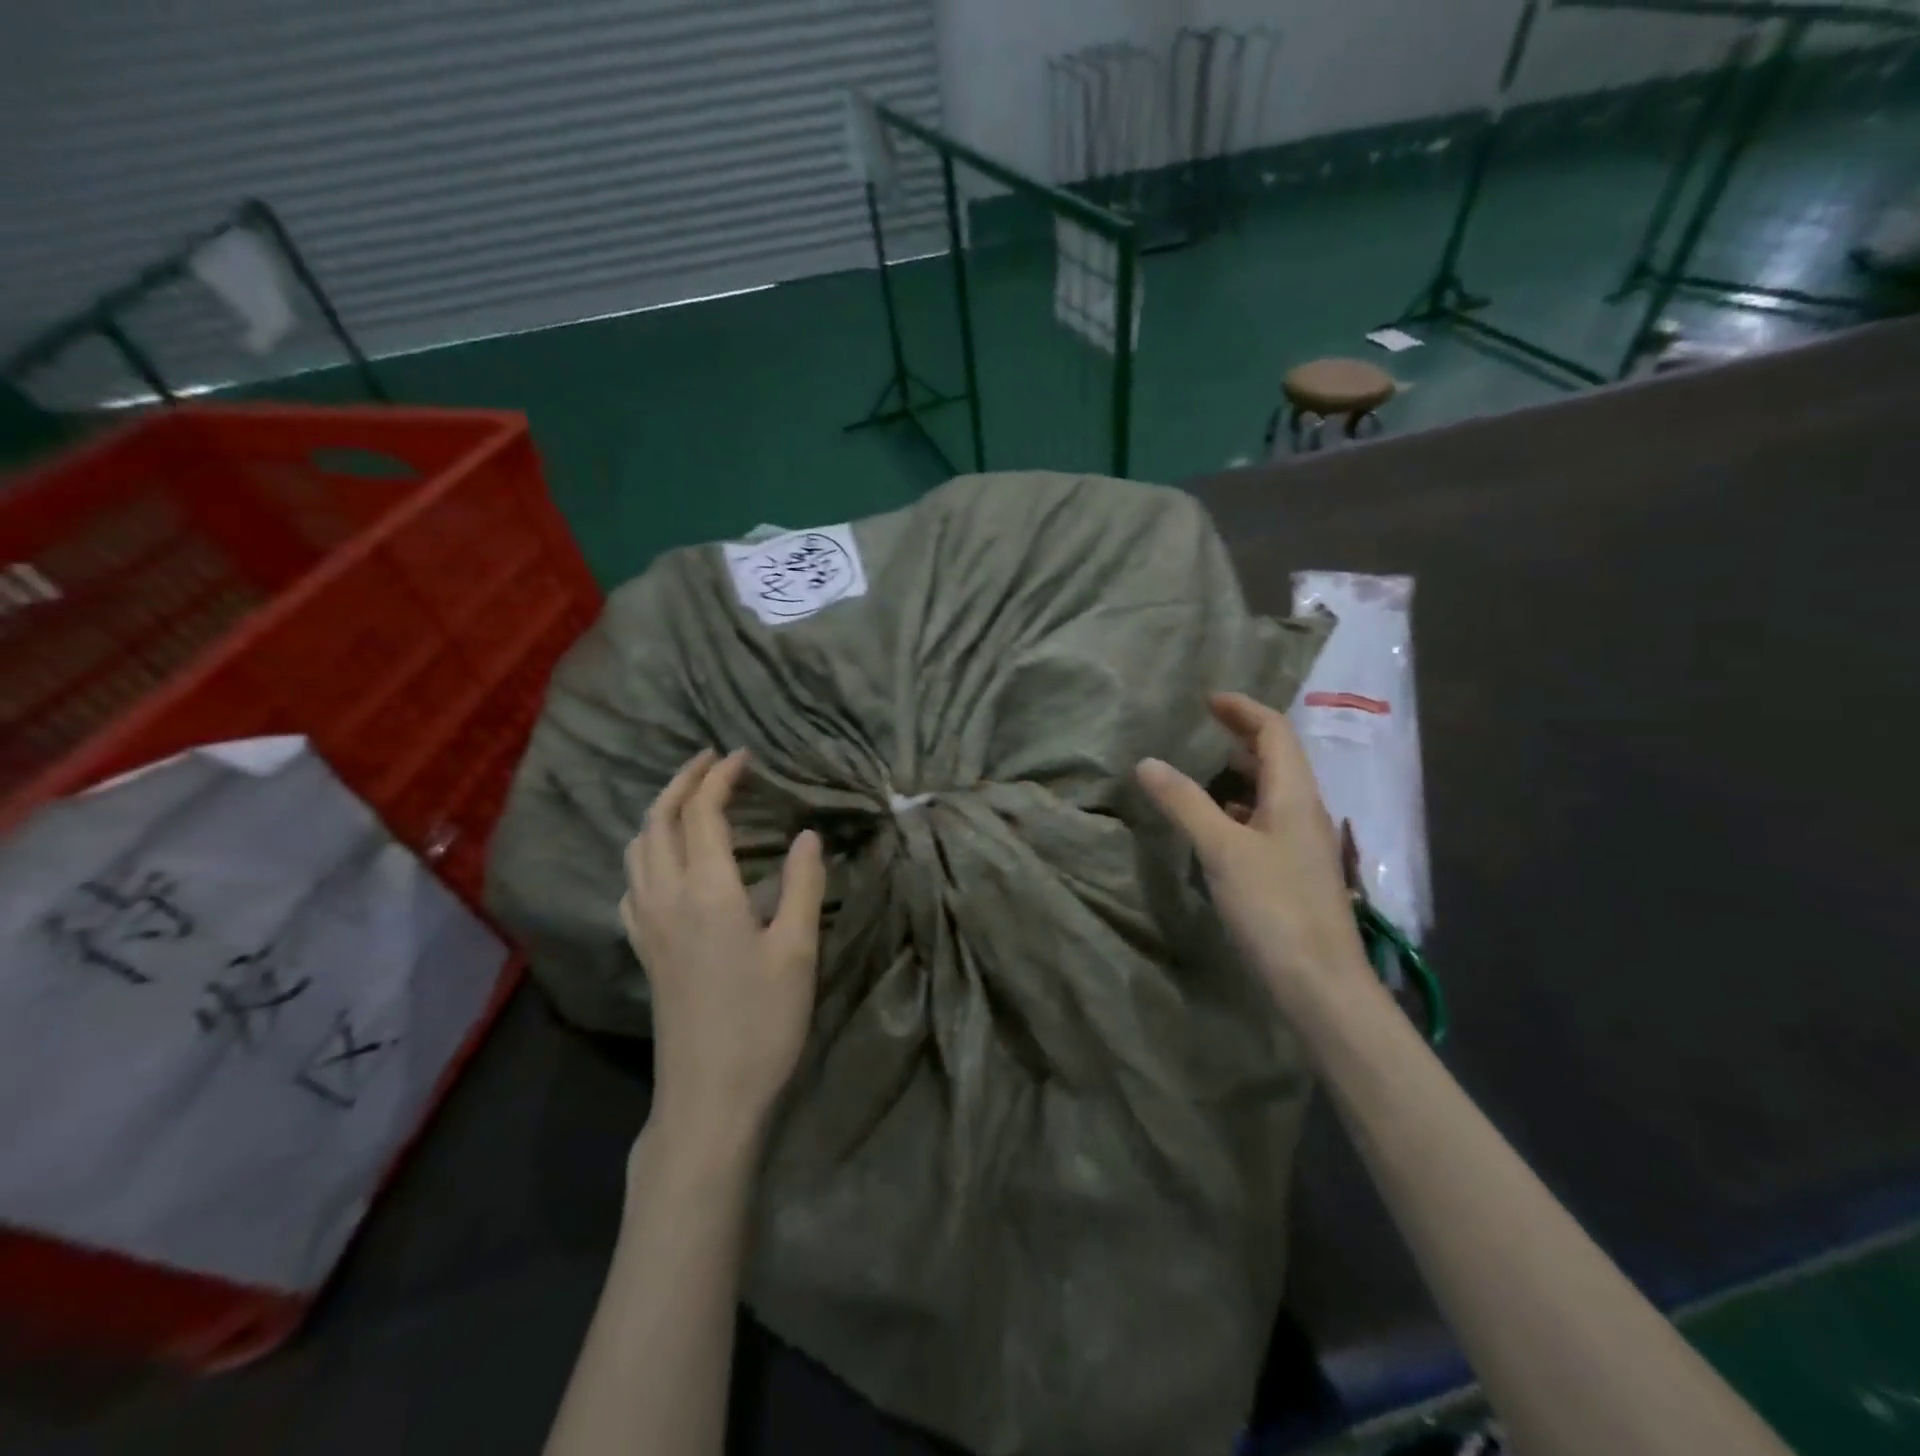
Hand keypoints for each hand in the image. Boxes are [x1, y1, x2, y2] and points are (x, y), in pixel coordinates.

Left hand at [620, 749, 825, 1157]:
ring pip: (637, 849)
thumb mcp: (798, 951)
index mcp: (707, 891)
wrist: (709, 1097)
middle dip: (682, 781)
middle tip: (712, 761)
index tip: (744, 756)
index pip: (703, 813)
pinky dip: (647, 853)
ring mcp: (648, 926)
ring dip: (660, 812)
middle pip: (658, 820)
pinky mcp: (644, 950)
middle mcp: (666, 898)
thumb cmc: (762, 1022)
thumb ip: (803, 886)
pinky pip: (632, 882)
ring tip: (691, 802)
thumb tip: (808, 836)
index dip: (721, 777)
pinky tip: (667, 864)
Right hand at [1136, 693, 1369, 1019]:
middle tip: (1206, 727)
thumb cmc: (1274, 907)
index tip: (1208, 700)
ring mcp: (1302, 845)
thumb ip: (1185, 803)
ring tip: (1207, 767)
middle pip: (1279, 758)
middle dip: (1244, 735)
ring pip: (1274, 792)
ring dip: (1244, 772)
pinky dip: (1242, 808)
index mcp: (1295, 795)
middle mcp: (1305, 812)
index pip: (1275, 732)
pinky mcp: (1294, 873)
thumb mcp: (1222, 850)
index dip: (1244, 709)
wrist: (1320, 983)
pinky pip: (1268, 822)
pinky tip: (1220, 824)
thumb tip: (1147, 762)